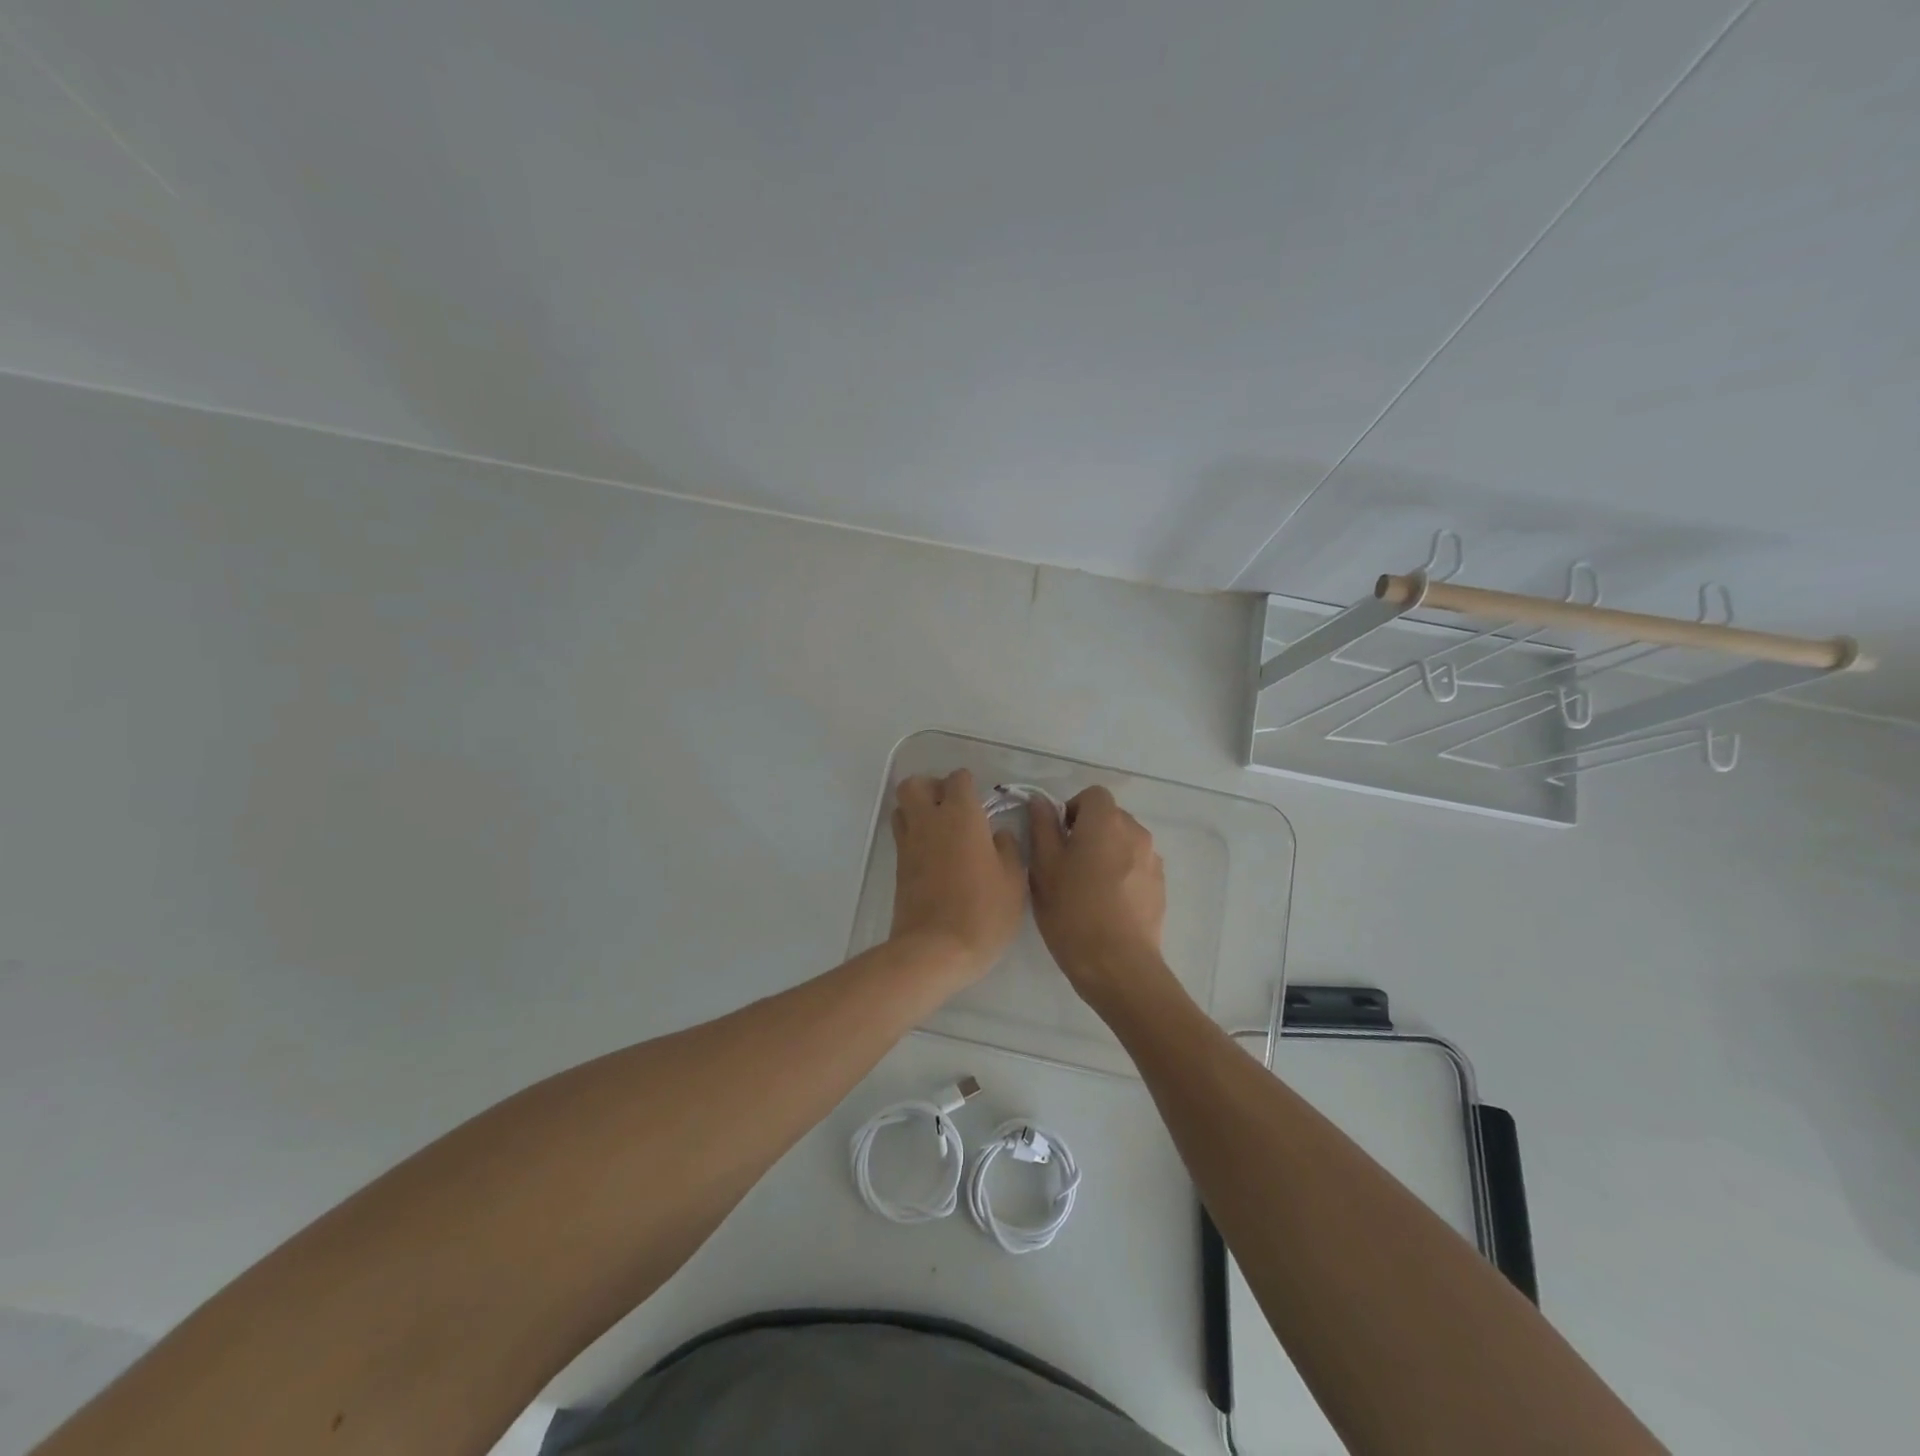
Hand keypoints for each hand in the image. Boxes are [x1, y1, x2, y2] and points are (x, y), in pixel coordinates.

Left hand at [889, 769, 1027, 979]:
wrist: (936, 950)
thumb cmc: (983, 913)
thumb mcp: (1013, 881)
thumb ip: (1008, 849)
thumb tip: (998, 834)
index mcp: (961, 816)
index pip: (958, 779)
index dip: (970, 785)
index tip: (982, 804)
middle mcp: (929, 821)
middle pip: (915, 785)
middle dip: (931, 787)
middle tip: (953, 808)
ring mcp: (909, 844)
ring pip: (902, 807)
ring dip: (918, 809)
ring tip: (941, 830)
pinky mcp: (898, 867)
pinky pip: (902, 836)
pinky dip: (915, 835)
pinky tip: (936, 856)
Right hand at [1028, 786, 1167, 998]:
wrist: (1118, 965)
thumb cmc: (1072, 912)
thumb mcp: (1044, 868)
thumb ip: (1042, 828)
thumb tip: (1040, 803)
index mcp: (1106, 822)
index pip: (1092, 795)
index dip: (1072, 809)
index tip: (1058, 837)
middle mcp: (1136, 832)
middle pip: (1110, 817)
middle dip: (1089, 831)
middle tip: (1067, 864)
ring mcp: (1153, 860)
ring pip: (1124, 843)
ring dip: (1107, 853)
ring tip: (1088, 887)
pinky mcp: (1160, 886)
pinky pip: (1137, 866)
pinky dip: (1122, 874)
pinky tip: (1107, 905)